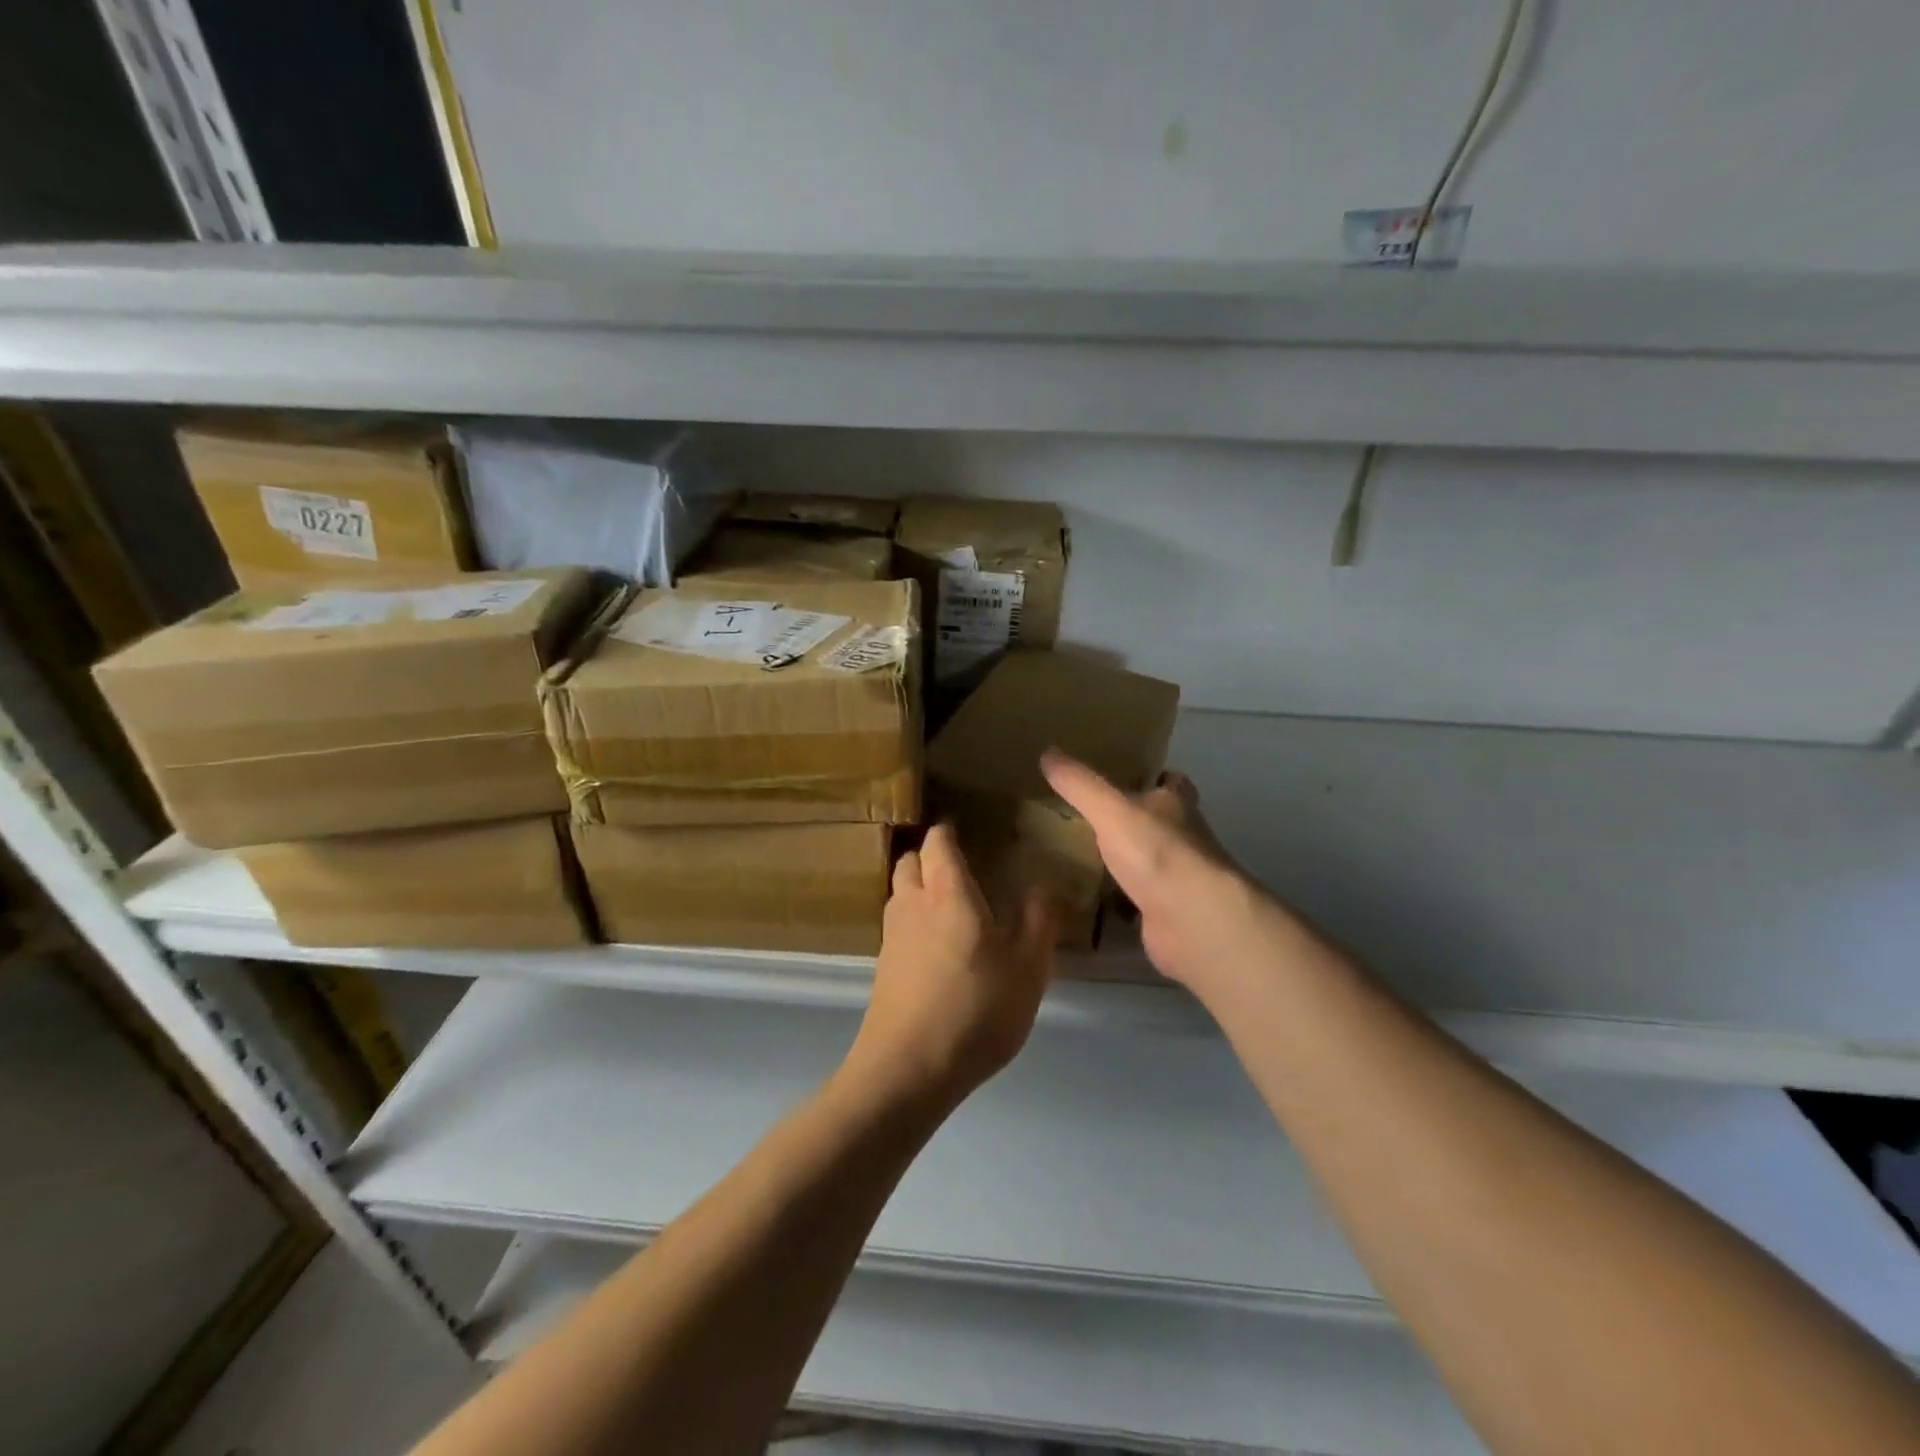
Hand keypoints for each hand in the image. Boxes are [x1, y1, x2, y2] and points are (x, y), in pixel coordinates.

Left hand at [845, 823, 1057, 1105]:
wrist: (908, 1069)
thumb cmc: (976, 1009)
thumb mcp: (1028, 968)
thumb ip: (1039, 922)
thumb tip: (1044, 886)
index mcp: (947, 893)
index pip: (939, 842)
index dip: (949, 831)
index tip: (967, 829)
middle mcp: (912, 904)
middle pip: (911, 861)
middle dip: (931, 856)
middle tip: (960, 866)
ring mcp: (892, 936)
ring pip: (900, 893)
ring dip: (919, 887)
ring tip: (949, 904)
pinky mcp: (883, 967)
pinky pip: (897, 926)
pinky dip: (913, 921)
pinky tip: (936, 947)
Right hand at [1041, 749, 1288, 993]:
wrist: (1192, 919)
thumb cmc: (1157, 851)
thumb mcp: (1110, 809)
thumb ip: (1079, 784)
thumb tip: (1047, 752)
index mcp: (1176, 805)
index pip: (1173, 783)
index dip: (1156, 779)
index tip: (1129, 778)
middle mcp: (1184, 838)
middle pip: (1160, 823)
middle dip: (1134, 821)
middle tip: (1092, 817)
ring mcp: (1178, 878)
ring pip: (1149, 862)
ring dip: (1126, 860)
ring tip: (1082, 856)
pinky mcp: (1168, 913)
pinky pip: (1138, 901)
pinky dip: (1119, 900)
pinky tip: (1091, 900)